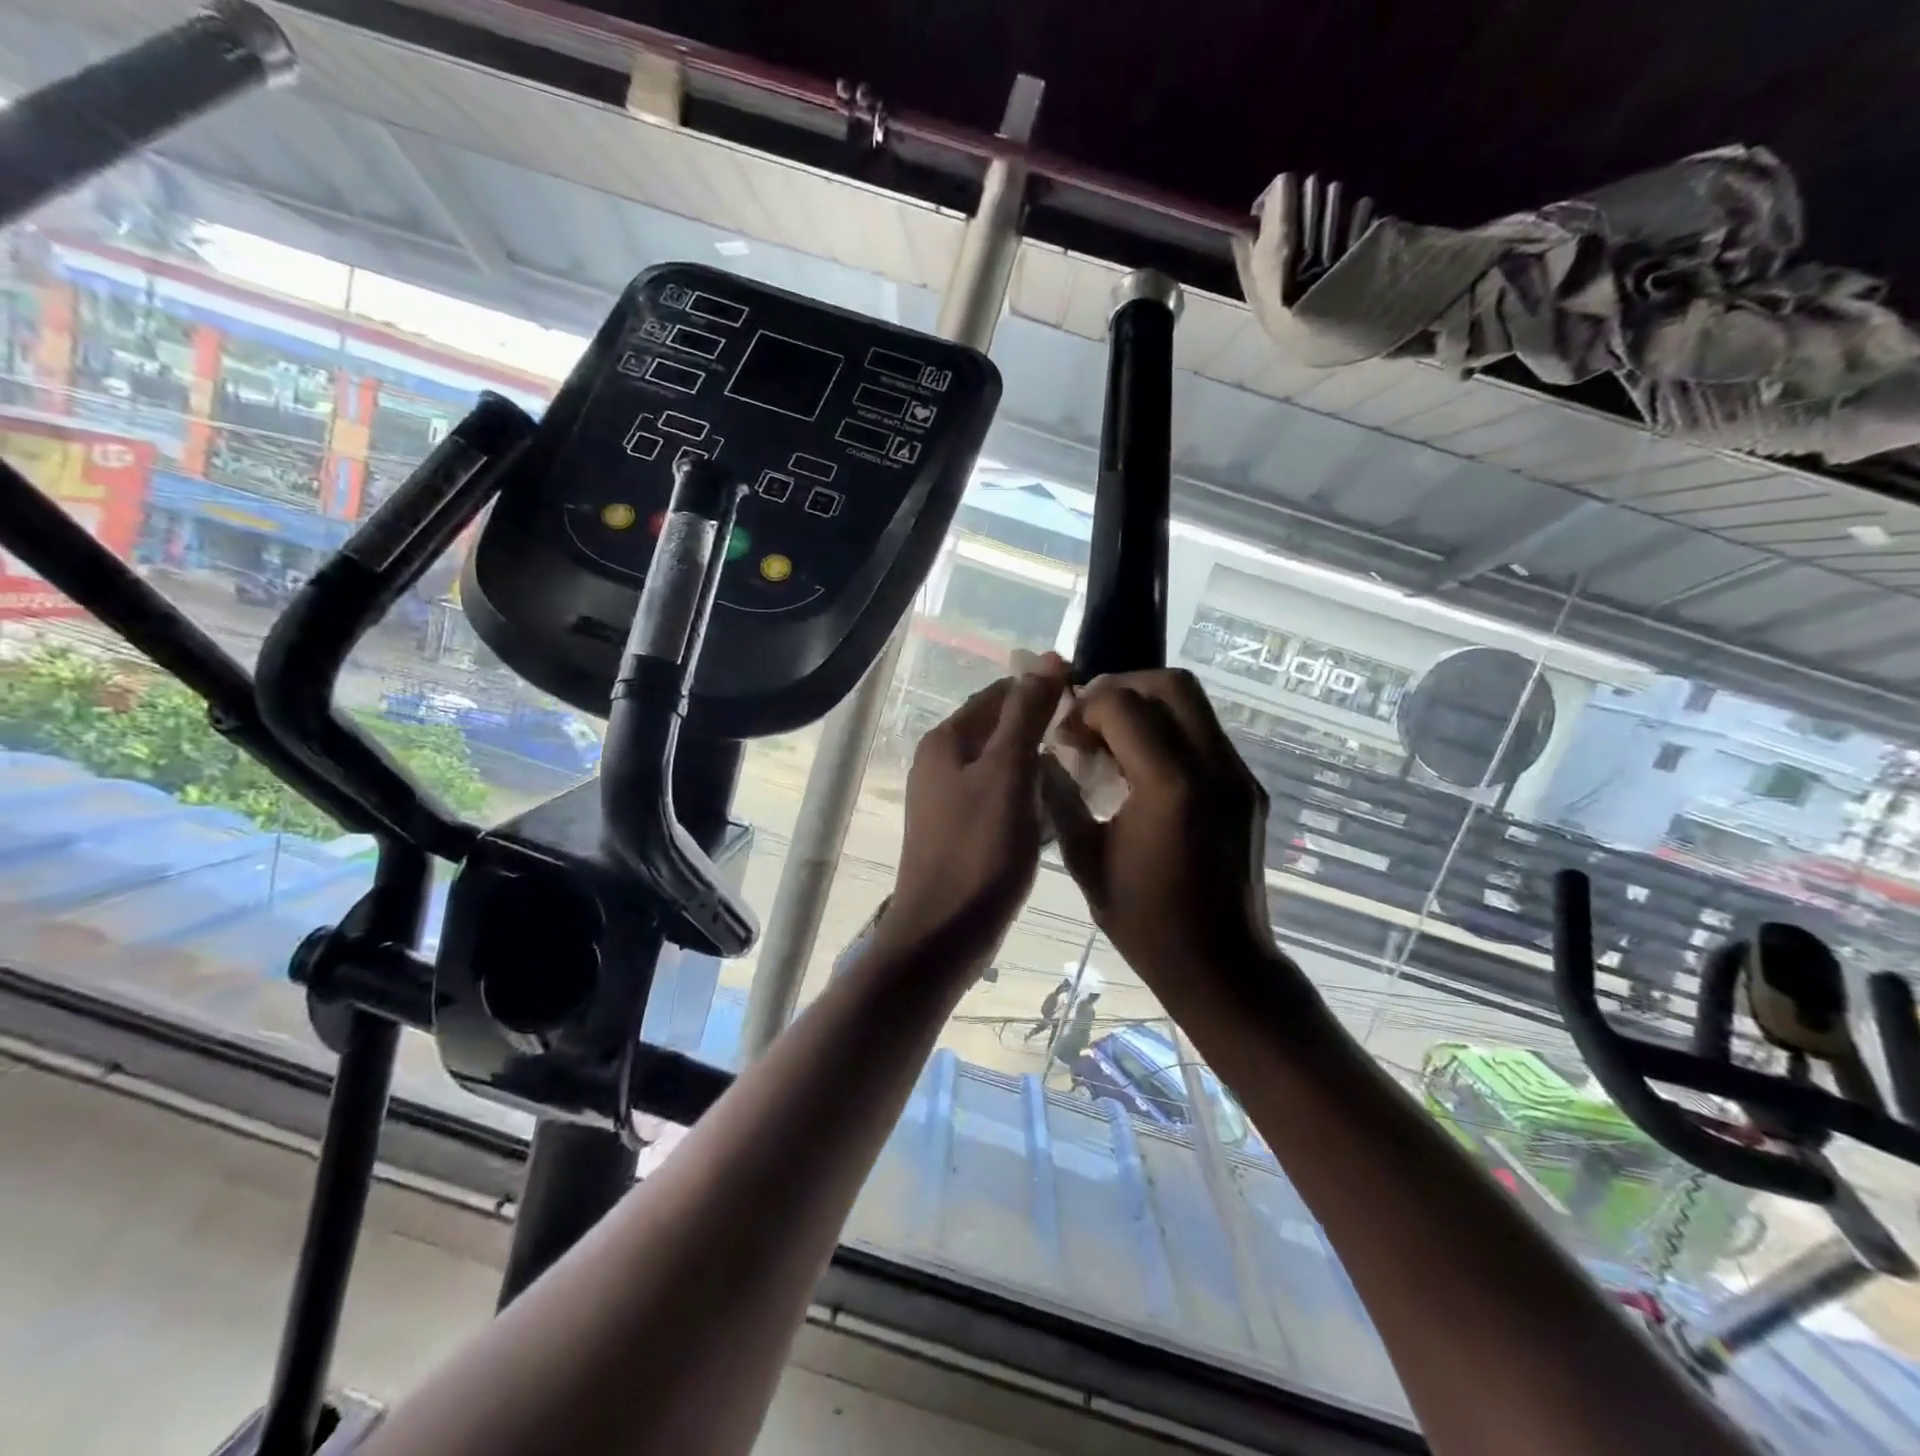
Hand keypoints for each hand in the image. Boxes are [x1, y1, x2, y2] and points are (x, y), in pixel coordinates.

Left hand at [878, 657, 1068, 966]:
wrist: (944, 934)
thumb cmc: (979, 850)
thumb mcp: (1008, 773)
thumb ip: (1026, 714)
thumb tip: (1046, 658)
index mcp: (947, 740)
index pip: (1000, 693)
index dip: (1042, 690)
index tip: (1089, 700)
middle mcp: (941, 762)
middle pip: (999, 728)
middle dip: (1043, 727)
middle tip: (1093, 738)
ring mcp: (948, 799)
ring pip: (1002, 764)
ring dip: (1038, 762)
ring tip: (1084, 769)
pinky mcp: (960, 830)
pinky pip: (1000, 796)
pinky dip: (1028, 794)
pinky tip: (1057, 807)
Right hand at [1042, 669, 1285, 1006]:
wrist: (1223, 967)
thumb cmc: (1146, 922)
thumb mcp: (1085, 859)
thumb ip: (1061, 797)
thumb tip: (1043, 756)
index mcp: (1168, 786)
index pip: (1124, 704)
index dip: (1086, 707)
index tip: (1067, 735)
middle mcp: (1213, 767)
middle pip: (1172, 684)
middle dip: (1123, 688)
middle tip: (1093, 721)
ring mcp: (1239, 775)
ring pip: (1195, 704)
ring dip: (1149, 707)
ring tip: (1116, 741)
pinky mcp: (1249, 788)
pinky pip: (1207, 734)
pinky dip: (1172, 732)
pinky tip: (1147, 769)